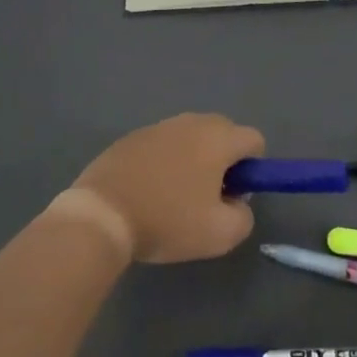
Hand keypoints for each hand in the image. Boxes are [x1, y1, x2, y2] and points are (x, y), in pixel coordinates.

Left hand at [72, 113, 264, 263]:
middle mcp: (192, 122)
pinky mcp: (132, 136)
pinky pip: (163, 144)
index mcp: (218, 138)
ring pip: (191, 138)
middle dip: (224, 161)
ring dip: (194, 160)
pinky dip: (165, 162)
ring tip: (175, 197)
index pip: (254, 139)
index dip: (253, 169)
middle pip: (224, 133)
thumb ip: (244, 216)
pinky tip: (149, 191)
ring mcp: (159, 126)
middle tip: (207, 198)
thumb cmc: (167, 220)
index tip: (233, 195)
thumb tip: (237, 202)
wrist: (102, 214)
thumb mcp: (220, 234)